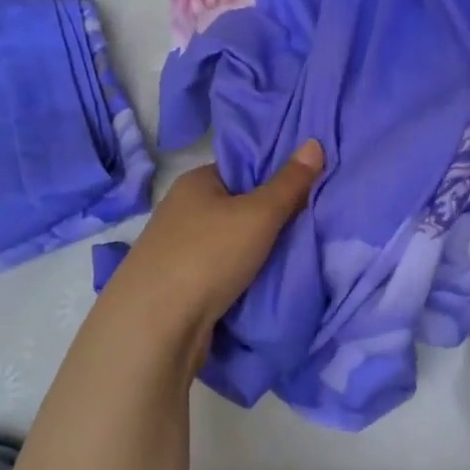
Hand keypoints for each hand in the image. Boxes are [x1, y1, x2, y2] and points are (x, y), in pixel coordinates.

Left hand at [95, 141, 324, 360]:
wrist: (155, 326)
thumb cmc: (207, 256)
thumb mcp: (258, 214)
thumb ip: (289, 183)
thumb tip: (314, 143)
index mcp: (196, 182)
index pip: (242, 168)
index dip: (276, 176)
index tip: (309, 189)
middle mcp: (182, 209)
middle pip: (238, 206)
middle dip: (271, 217)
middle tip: (310, 224)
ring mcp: (177, 249)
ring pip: (230, 242)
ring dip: (257, 251)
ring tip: (296, 255)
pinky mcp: (179, 284)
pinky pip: (221, 271)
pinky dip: (242, 276)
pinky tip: (265, 282)